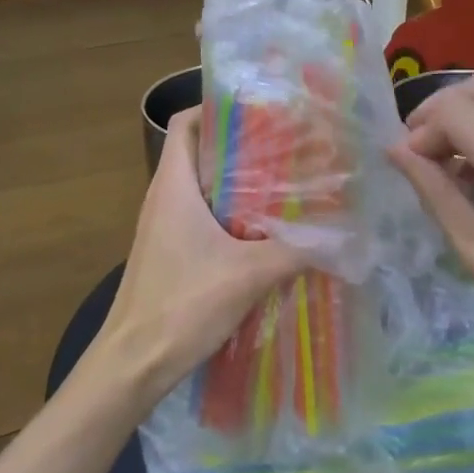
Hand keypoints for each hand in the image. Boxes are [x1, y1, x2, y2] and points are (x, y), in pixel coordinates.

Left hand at [95, 107, 313, 404]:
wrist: (132, 363)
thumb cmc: (181, 306)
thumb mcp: (246, 275)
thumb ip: (295, 252)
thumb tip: (341, 237)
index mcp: (173, 185)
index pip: (185, 123)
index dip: (216, 108)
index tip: (259, 111)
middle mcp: (164, 197)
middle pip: (200, 153)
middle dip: (240, 146)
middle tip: (287, 147)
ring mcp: (164, 226)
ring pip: (203, 188)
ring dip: (238, 184)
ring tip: (284, 185)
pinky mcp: (169, 252)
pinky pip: (201, 217)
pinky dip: (230, 215)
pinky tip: (264, 232)